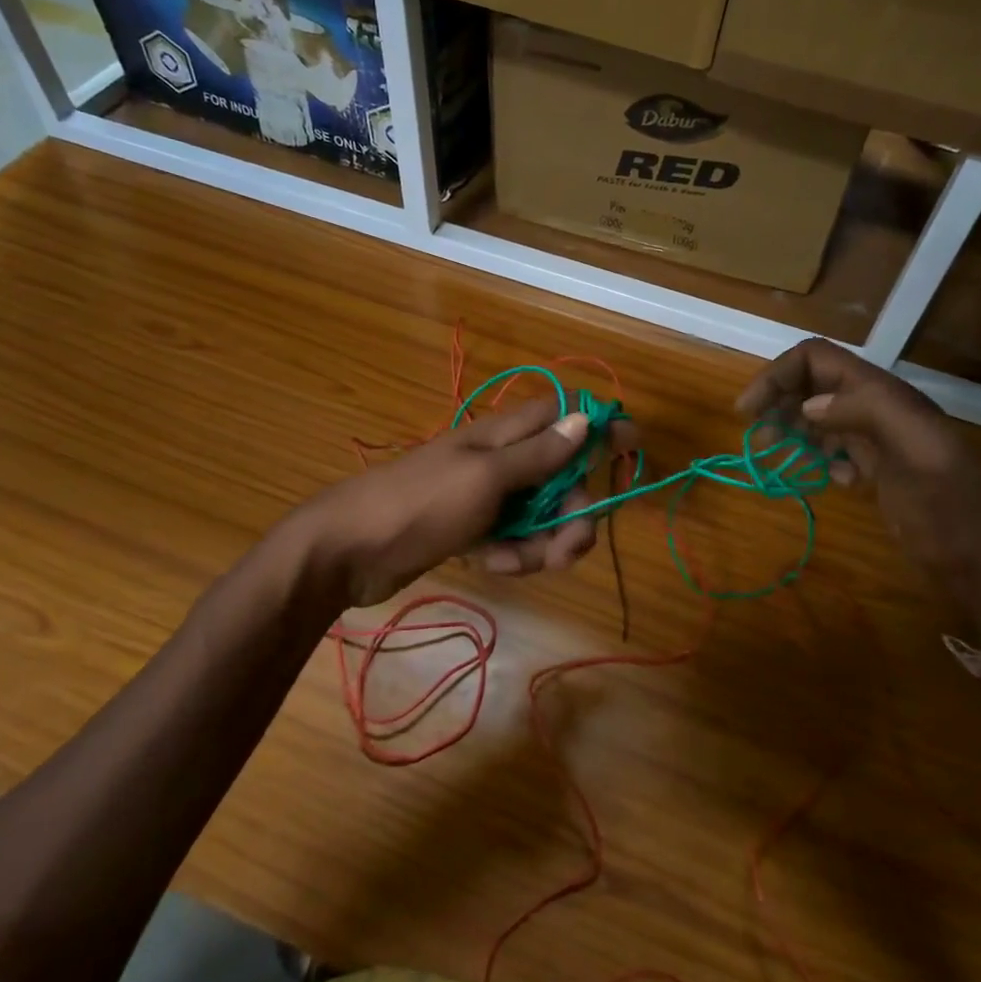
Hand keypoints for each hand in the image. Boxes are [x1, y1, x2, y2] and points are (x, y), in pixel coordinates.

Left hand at [288, 400, 628, 607]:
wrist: (347, 551)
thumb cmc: (420, 503)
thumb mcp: (485, 477)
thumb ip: (538, 454)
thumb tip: (585, 418)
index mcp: (503, 435)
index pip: (562, 415)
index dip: (598, 426)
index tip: (633, 446)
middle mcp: (499, 461)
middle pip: (561, 477)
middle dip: (574, 511)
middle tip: (573, 544)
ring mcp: (485, 498)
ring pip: (541, 515)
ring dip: (544, 542)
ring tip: (522, 563)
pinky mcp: (472, 531)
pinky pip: (513, 540)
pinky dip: (512, 555)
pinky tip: (492, 565)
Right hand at [738, 340, 980, 638]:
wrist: (976, 558)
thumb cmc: (948, 507)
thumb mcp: (919, 453)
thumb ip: (869, 413)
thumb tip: (809, 404)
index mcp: (883, 394)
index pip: (816, 359)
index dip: (777, 375)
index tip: (747, 410)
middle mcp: (875, 407)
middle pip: (811, 383)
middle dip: (777, 401)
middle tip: (756, 436)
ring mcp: (875, 437)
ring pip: (817, 414)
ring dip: (789, 428)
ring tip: (772, 454)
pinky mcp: (874, 465)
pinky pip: (832, 446)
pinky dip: (816, 456)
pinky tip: (828, 479)